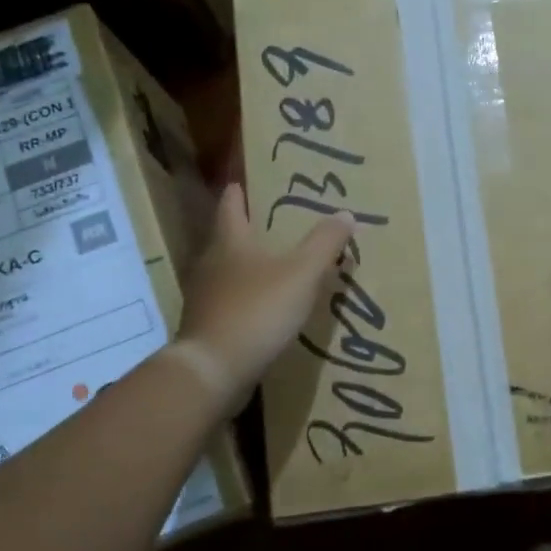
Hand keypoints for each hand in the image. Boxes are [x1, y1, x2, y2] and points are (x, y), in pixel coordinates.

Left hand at [175, 184, 354, 399]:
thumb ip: (324, 243)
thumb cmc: (257, 311)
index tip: (248, 180)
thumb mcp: (302, 273)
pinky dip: (248, 299)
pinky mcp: (208, 326)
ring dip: (251, 266)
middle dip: (252, 229)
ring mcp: (205, 297)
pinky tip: (268, 309)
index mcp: (230, 241)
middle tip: (280, 224)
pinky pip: (231, 302)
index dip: (240, 190)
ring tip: (280, 267)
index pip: (231, 203)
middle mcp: (211, 263)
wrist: (213, 371)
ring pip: (229, 271)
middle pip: (229, 237)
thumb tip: (346, 214)